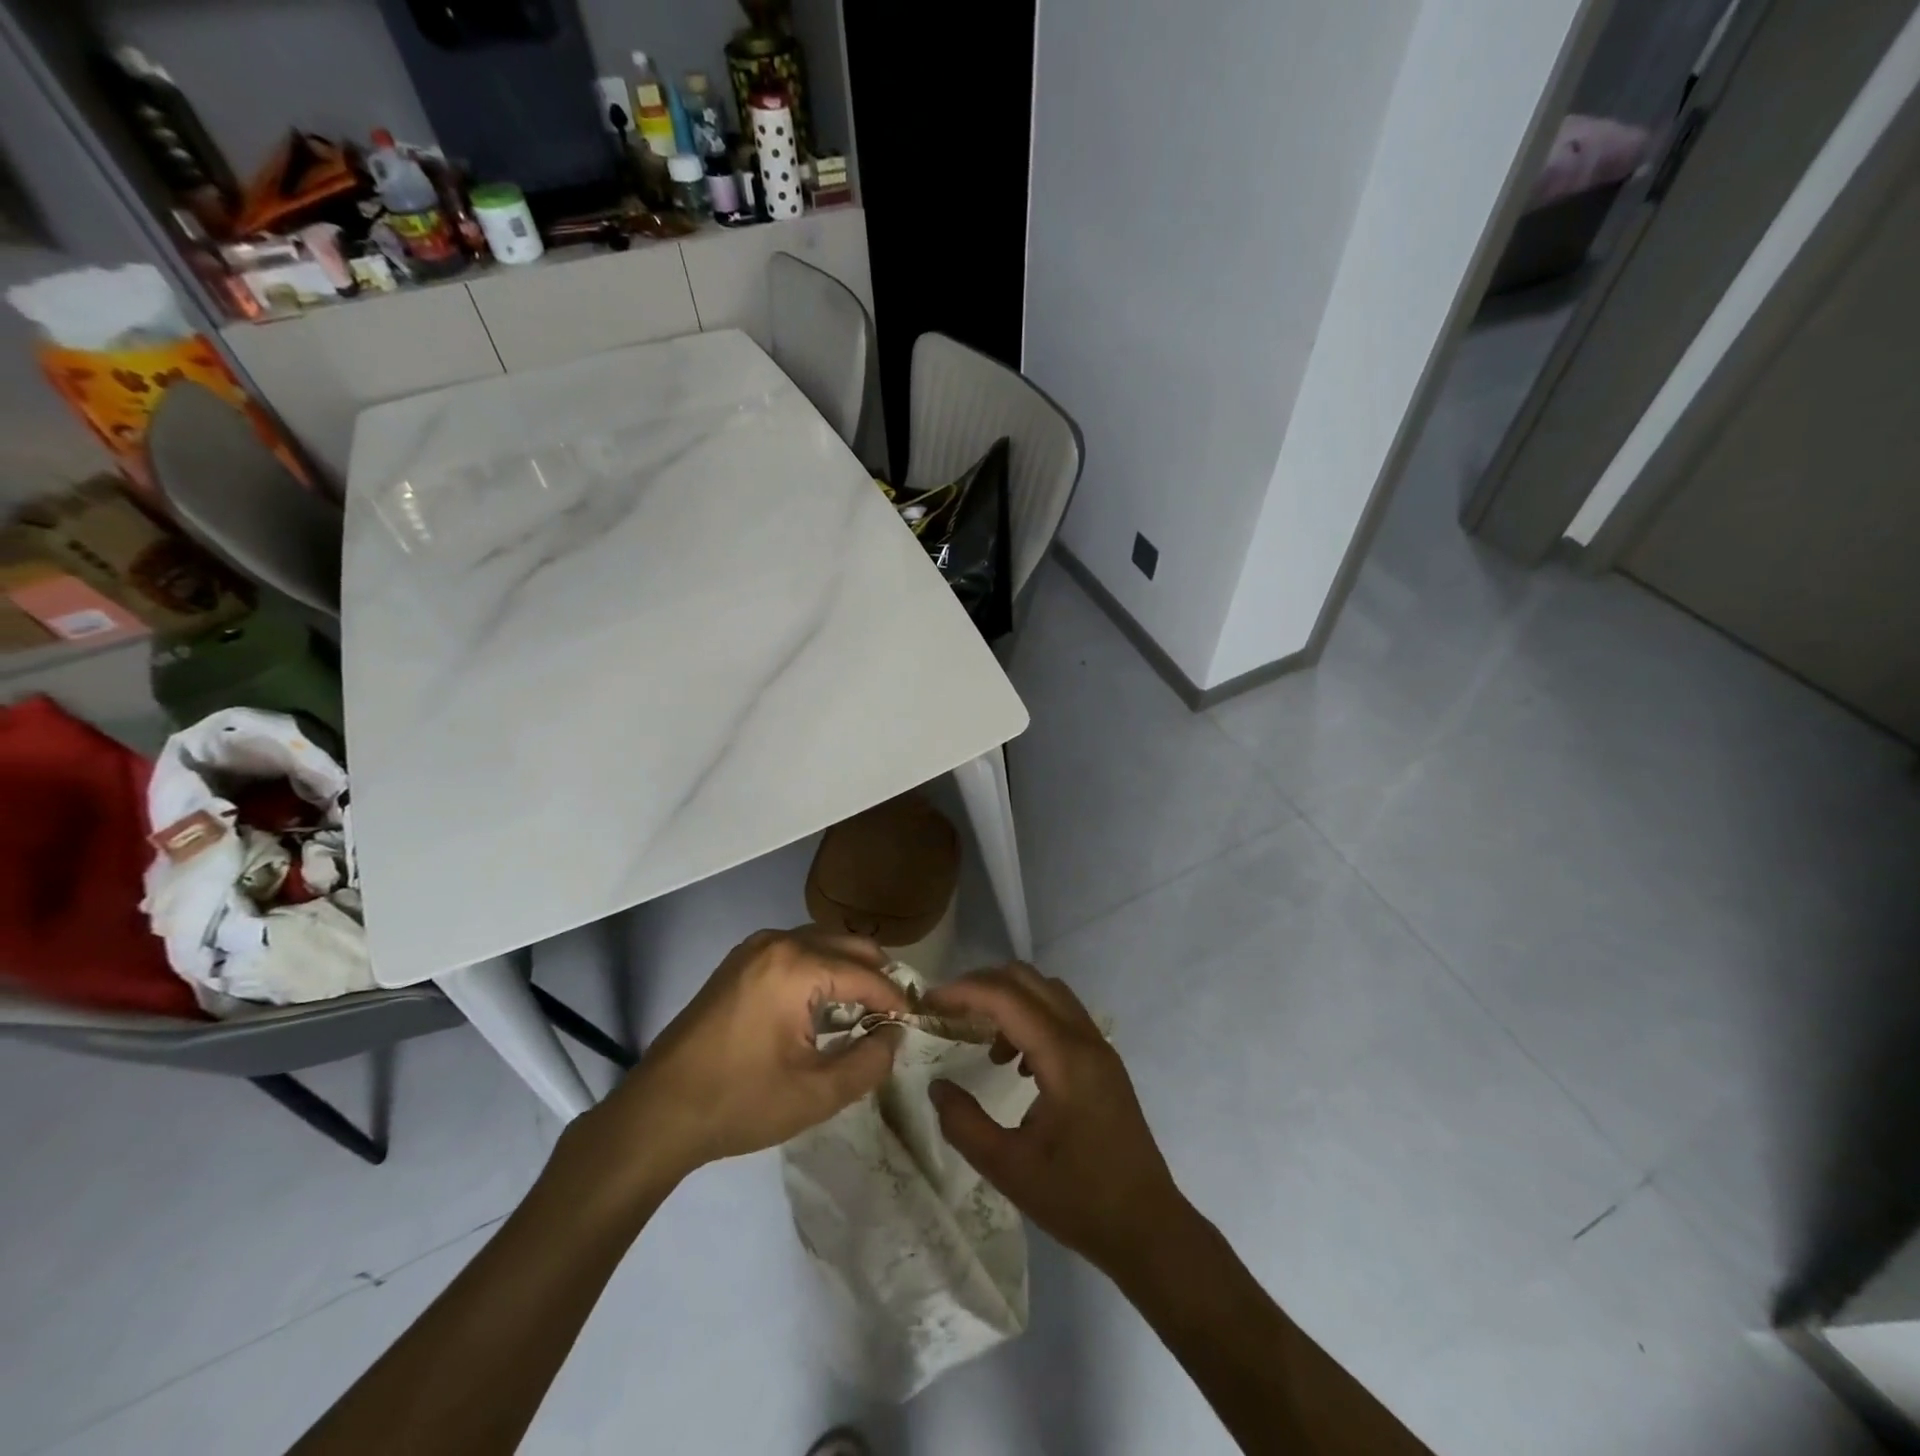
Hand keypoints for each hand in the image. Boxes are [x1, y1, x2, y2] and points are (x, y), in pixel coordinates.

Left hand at [571, 928, 906, 1192]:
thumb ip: (870, 1061)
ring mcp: (754, 948)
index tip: (915, 1022)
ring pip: (822, 944)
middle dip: (877, 976)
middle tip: (895, 1014)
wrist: (657, 1114)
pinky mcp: (739, 962)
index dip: (895, 999)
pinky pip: (796, 951)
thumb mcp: (817, 1093)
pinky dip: (821, 970)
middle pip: (847, 945)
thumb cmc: (740, 1103)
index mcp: (797, 965)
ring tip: (866, 1011)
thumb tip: (895, 1035)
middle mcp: (777, 942)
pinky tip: (825, 1005)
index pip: (867, 974)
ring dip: (849, 970)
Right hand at [924, 963, 1187, 1277]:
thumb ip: (964, 1123)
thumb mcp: (1009, 1169)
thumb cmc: (1079, 1200)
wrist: (1148, 1228)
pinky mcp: (1103, 1061)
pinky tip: (1017, 1065)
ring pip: (1047, 992)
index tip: (929, 1001)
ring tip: (983, 1043)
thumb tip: (937, 1086)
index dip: (963, 991)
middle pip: (1028, 980)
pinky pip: (1062, 1015)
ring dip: (1009, 1001)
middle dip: (983, 986)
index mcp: (1064, 1057)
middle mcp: (1084, 1038)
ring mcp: (1099, 1047)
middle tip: (950, 1013)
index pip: (1006, 997)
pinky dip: (1031, 1018)